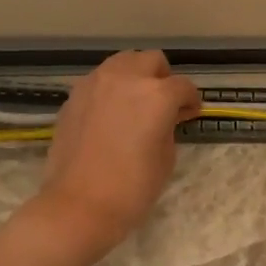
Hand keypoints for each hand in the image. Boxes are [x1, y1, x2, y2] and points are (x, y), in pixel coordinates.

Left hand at [34, 50, 200, 260]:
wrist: (79, 205)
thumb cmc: (133, 186)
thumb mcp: (166, 156)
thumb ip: (170, 125)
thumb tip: (169, 115)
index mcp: (157, 94)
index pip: (183, 86)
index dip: (191, 101)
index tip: (190, 114)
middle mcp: (126, 78)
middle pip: (151, 60)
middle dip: (162, 78)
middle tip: (163, 104)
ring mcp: (95, 84)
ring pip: (122, 62)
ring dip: (134, 77)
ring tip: (135, 104)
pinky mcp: (74, 97)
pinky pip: (99, 80)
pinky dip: (111, 89)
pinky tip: (111, 115)